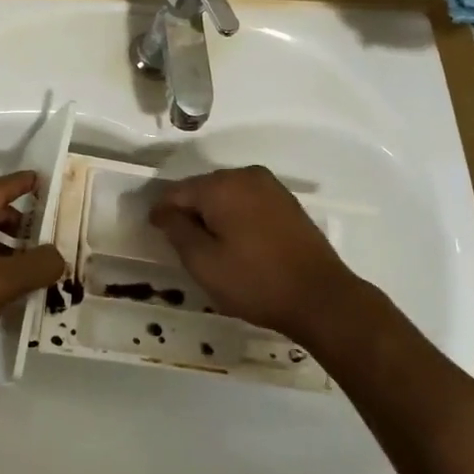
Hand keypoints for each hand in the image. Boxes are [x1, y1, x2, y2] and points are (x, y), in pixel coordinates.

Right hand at [150, 165, 368, 340]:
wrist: (321, 297)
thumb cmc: (255, 281)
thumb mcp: (204, 263)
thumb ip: (177, 231)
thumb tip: (164, 211)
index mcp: (221, 186)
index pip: (177, 192)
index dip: (161, 211)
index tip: (152, 231)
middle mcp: (245, 175)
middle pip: (202, 189)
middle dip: (188, 211)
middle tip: (179, 241)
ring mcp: (270, 186)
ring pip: (226, 195)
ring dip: (213, 214)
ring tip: (207, 244)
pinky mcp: (286, 202)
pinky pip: (247, 201)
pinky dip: (235, 216)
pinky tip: (235, 241)